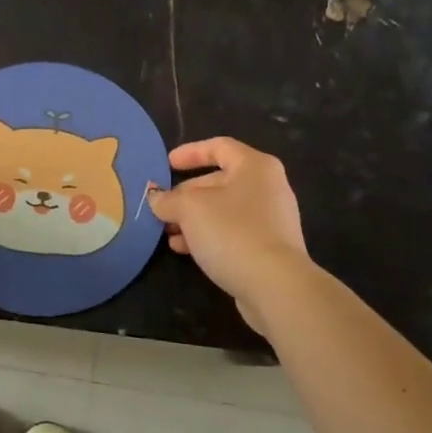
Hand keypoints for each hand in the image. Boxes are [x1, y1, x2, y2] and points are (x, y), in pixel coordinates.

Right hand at [147, 138, 309, 339]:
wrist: (275, 286)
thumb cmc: (232, 232)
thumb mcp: (190, 209)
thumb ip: (168, 199)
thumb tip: (155, 197)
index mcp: (254, 166)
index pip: (219, 146)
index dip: (190, 152)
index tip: (166, 164)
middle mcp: (267, 187)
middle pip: (219, 181)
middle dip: (186, 194)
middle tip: (161, 208)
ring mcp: (271, 219)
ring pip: (223, 210)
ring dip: (193, 219)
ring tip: (167, 233)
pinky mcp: (269, 248)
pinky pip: (232, 232)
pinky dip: (208, 236)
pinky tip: (184, 250)